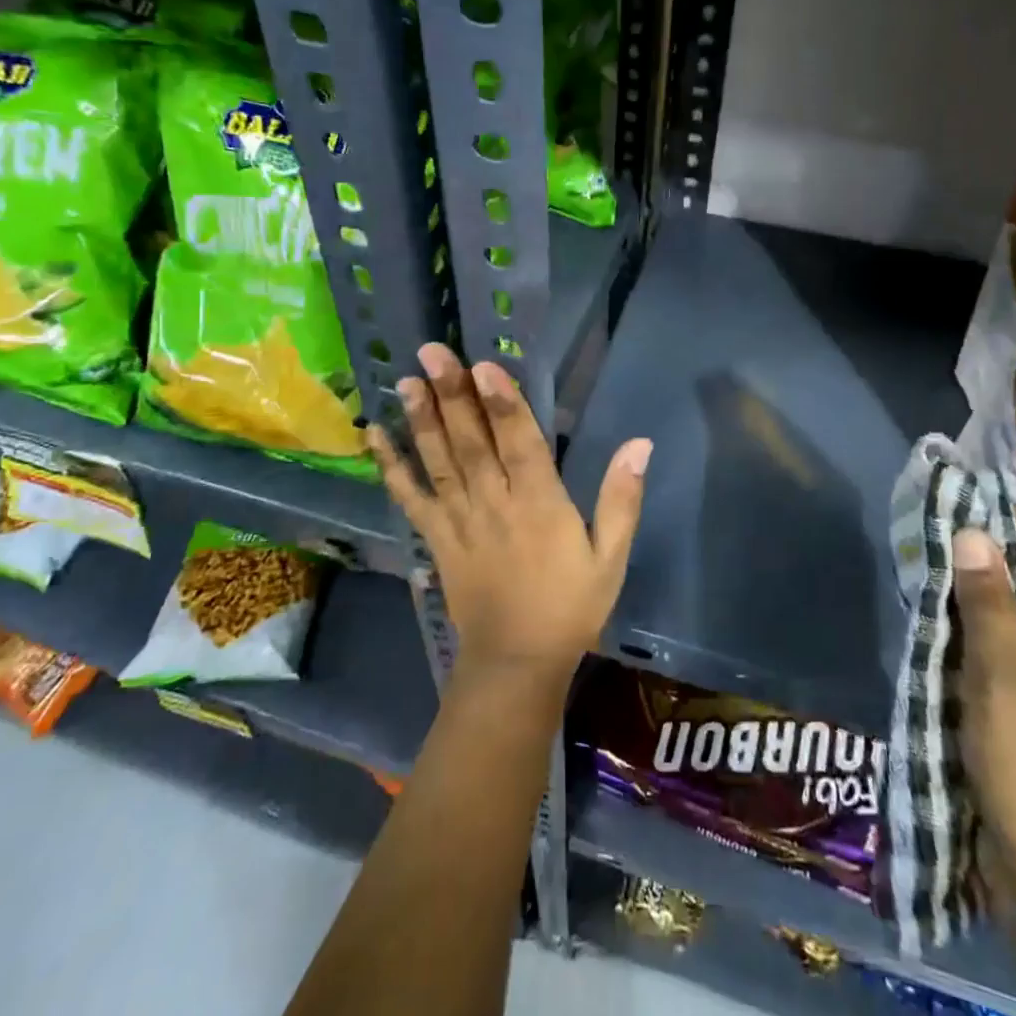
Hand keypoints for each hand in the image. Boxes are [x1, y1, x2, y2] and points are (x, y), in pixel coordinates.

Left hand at [368, 343, 651, 684]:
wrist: (518, 663)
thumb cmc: (571, 605)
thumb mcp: (611, 557)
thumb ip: (622, 498)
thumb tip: (640, 444)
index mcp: (540, 505)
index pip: (520, 444)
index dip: (502, 403)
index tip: (484, 366)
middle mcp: (495, 504)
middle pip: (472, 443)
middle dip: (453, 395)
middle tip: (432, 352)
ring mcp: (460, 521)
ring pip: (440, 462)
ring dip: (422, 419)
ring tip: (407, 380)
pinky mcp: (437, 538)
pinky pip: (411, 499)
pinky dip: (391, 467)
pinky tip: (374, 436)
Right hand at [954, 517, 1015, 916]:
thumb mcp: (1003, 673)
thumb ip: (987, 601)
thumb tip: (972, 532)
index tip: (963, 497)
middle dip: (987, 551)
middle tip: (932, 527)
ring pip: (1012, 616)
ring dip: (973, 590)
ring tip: (924, 563)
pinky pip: (997, 649)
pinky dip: (967, 627)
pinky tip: (932, 620)